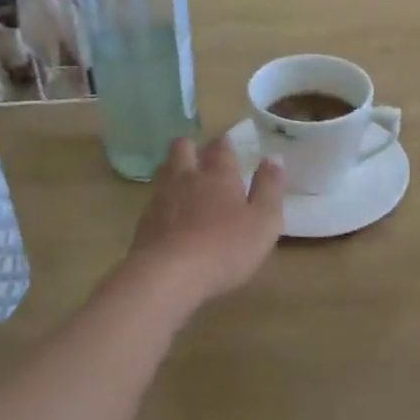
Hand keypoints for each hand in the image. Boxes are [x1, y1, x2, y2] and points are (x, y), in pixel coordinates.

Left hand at [129, 136, 283, 305]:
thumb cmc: (225, 248)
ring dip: (174, 168)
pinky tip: (170, 214)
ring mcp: (161, 197)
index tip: (228, 144)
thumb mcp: (263, 221)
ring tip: (184, 180)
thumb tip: (274, 158)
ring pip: (164, 169)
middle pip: (182, 148)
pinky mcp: (145, 221)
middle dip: (192, 148)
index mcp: (219, 175)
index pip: (220, 147)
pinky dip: (163, 200)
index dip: (224, 144)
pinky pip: (154, 199)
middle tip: (202, 158)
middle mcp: (187, 178)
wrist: (168, 275)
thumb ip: (269, 188)